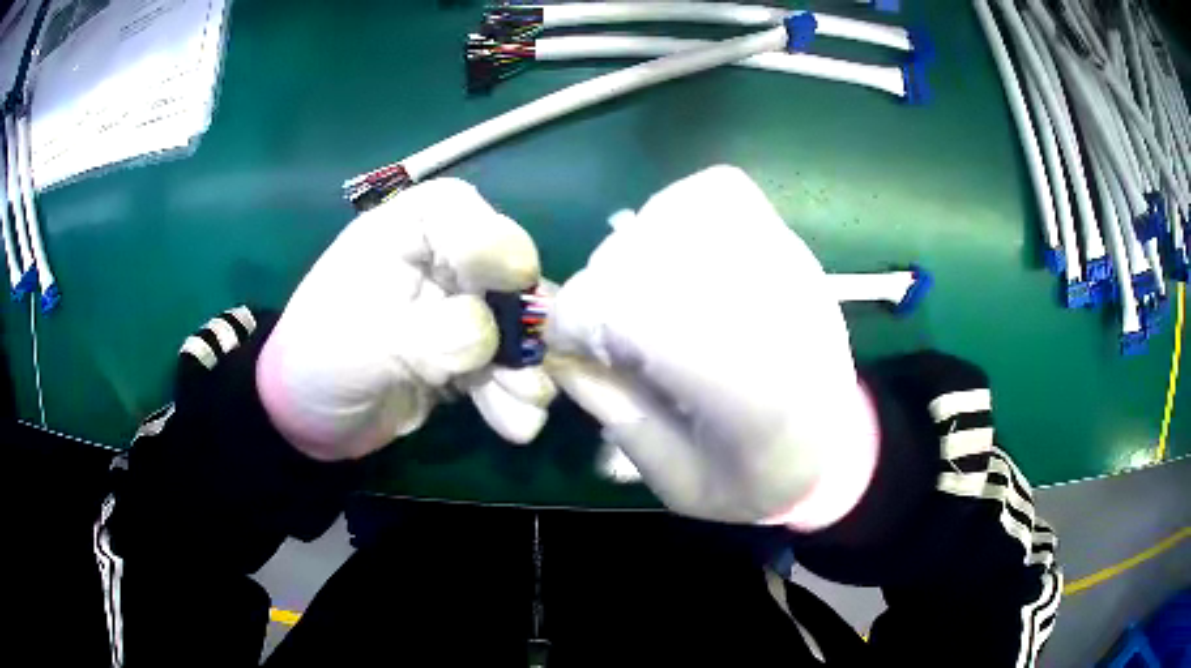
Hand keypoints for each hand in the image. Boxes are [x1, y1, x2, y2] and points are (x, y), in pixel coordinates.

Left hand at [257, 178, 554, 460]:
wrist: (311, 419)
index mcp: (407, 230)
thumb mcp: (363, 344)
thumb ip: (428, 335)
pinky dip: (515, 394)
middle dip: (523, 326)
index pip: (462, 213)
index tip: (512, 281)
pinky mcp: (470, 352)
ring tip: (523, 409)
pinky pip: (507, 366)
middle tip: (527, 372)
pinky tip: (514, 422)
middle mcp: (441, 259)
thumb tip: (487, 336)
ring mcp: (460, 306)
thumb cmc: (318, 363)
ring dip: (525, 370)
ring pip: (516, 326)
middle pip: (507, 274)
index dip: (492, 244)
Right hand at [545, 166, 878, 527]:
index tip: (574, 351)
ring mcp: (782, 262)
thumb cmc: (759, 479)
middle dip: (604, 291)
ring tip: (646, 296)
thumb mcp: (679, 482)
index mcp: (746, 386)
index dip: (580, 322)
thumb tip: (562, 351)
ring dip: (637, 251)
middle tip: (613, 333)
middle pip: (645, 254)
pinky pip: (714, 192)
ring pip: (675, 213)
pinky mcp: (786, 241)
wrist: (835, 447)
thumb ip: (617, 414)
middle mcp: (768, 308)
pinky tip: (676, 255)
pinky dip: (676, 213)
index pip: (631, 308)